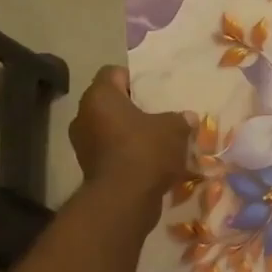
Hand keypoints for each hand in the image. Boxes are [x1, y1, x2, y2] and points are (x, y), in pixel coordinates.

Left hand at [68, 66, 192, 198]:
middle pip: (109, 102)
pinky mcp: (88, 167)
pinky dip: (125, 152)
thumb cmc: (146, 151)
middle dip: (132, 107)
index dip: (133, 77)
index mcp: (100, 97)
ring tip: (155, 138)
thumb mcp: (174, 129)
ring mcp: (82, 144)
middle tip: (156, 112)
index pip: (112, 73)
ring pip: (109, 128)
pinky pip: (110, 151)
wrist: (124, 199)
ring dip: (128, 132)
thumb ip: (180, 119)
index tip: (152, 88)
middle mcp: (83, 116)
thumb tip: (188, 117)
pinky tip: (148, 160)